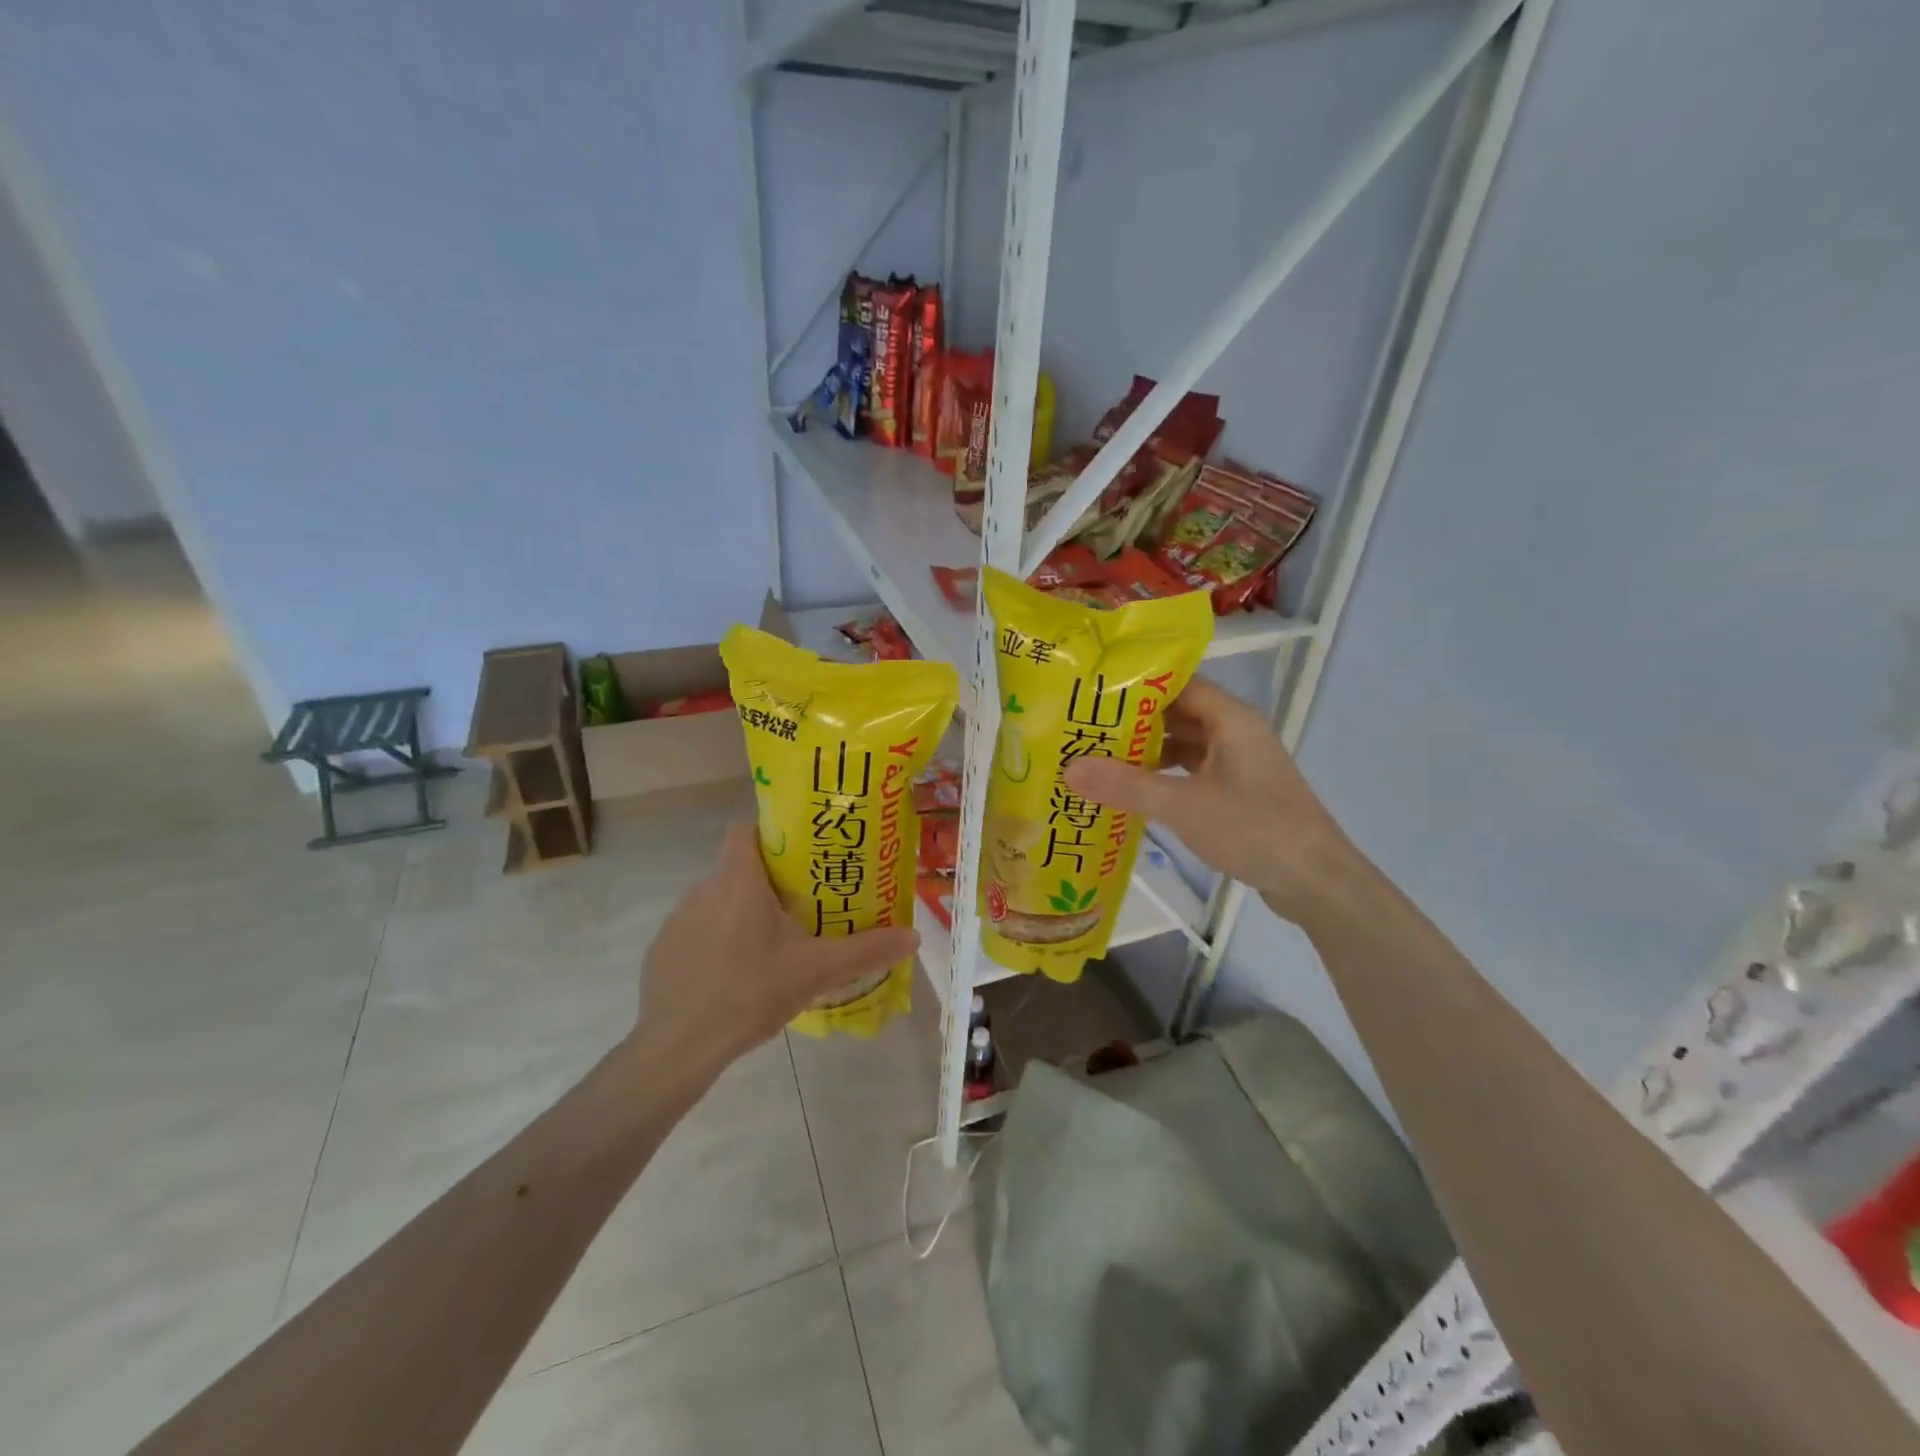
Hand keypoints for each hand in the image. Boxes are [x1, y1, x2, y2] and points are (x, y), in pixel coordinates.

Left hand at [627, 823, 919, 1082]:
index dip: (772, 833)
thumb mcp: (816, 972)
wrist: (678, 1048)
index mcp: (738, 881)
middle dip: (769, 881)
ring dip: (743, 912)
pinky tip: (736, 975)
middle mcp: (703, 889)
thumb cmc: (750, 994)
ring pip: (719, 899)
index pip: (746, 828)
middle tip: (803, 906)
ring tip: (773, 945)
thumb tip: (913, 936)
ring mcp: (677, 920)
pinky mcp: (662, 949)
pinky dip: (718, 941)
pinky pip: (698, 930)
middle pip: (739, 866)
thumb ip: (866, 950)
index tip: (801, 856)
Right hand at [1064, 677, 1359, 926]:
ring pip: (1184, 744)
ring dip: (1146, 751)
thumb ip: (1127, 786)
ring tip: (1096, 755)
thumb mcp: (1184, 806)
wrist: (1315, 881)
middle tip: (1082, 726)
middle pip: (1177, 713)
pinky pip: (1192, 770)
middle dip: (1132, 720)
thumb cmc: (1254, 830)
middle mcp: (1235, 732)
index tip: (1091, 692)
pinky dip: (1163, 775)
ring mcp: (1238, 762)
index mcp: (1230, 719)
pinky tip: (1132, 789)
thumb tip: (1069, 768)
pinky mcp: (1237, 790)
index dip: (1135, 685)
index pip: (1177, 684)